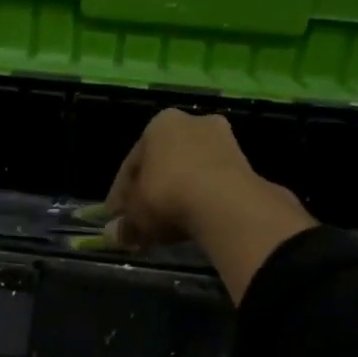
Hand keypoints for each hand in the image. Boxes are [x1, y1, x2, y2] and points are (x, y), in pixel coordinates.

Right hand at [101, 108, 315, 300]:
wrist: (224, 202)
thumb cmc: (167, 195)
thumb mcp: (137, 214)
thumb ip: (125, 224)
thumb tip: (113, 235)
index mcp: (158, 124)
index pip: (131, 163)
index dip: (120, 194)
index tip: (116, 218)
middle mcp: (191, 122)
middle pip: (163, 164)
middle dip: (151, 193)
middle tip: (142, 223)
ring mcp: (222, 139)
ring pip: (189, 172)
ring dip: (177, 195)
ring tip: (167, 226)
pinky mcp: (244, 162)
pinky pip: (212, 182)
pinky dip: (200, 199)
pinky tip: (192, 220)